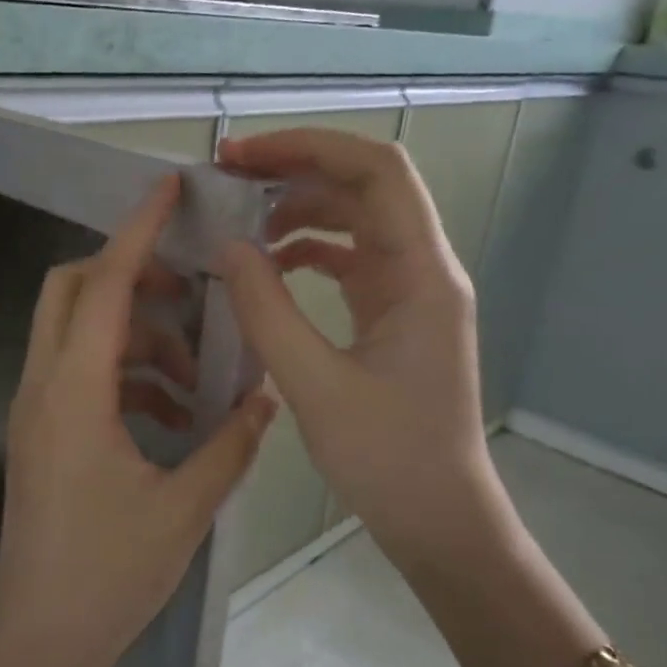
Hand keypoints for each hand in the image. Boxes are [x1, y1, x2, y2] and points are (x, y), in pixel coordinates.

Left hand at [0, 176, 276, 666]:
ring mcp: (35, 411)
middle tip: (193, 293)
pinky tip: (169, 412)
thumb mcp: (183, 508)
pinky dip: (123, 372)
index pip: (107, 284)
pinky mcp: (40, 436)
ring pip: (76, 333)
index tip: (167, 187)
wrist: (38, 642)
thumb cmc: (108, 576)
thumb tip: (265, 396)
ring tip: (194, 372)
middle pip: (73, 291)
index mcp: (74, 393)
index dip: (138, 230)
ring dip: (135, 333)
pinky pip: (77, 375)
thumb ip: (230, 444)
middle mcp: (43, 387)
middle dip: (132, 275)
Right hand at [216, 129, 510, 576]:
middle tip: (227, 178)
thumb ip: (266, 311)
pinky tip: (270, 265)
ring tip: (241, 222)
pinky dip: (308, 251)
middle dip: (296, 171)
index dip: (308, 148)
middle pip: (364, 187)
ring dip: (300, 210)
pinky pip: (351, 261)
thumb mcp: (315, 385)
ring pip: (356, 222)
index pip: (376, 171)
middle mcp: (424, 269)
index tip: (241, 157)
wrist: (439, 519)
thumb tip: (227, 247)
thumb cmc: (388, 458)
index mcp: (421, 274)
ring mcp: (411, 293)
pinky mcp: (395, 317)